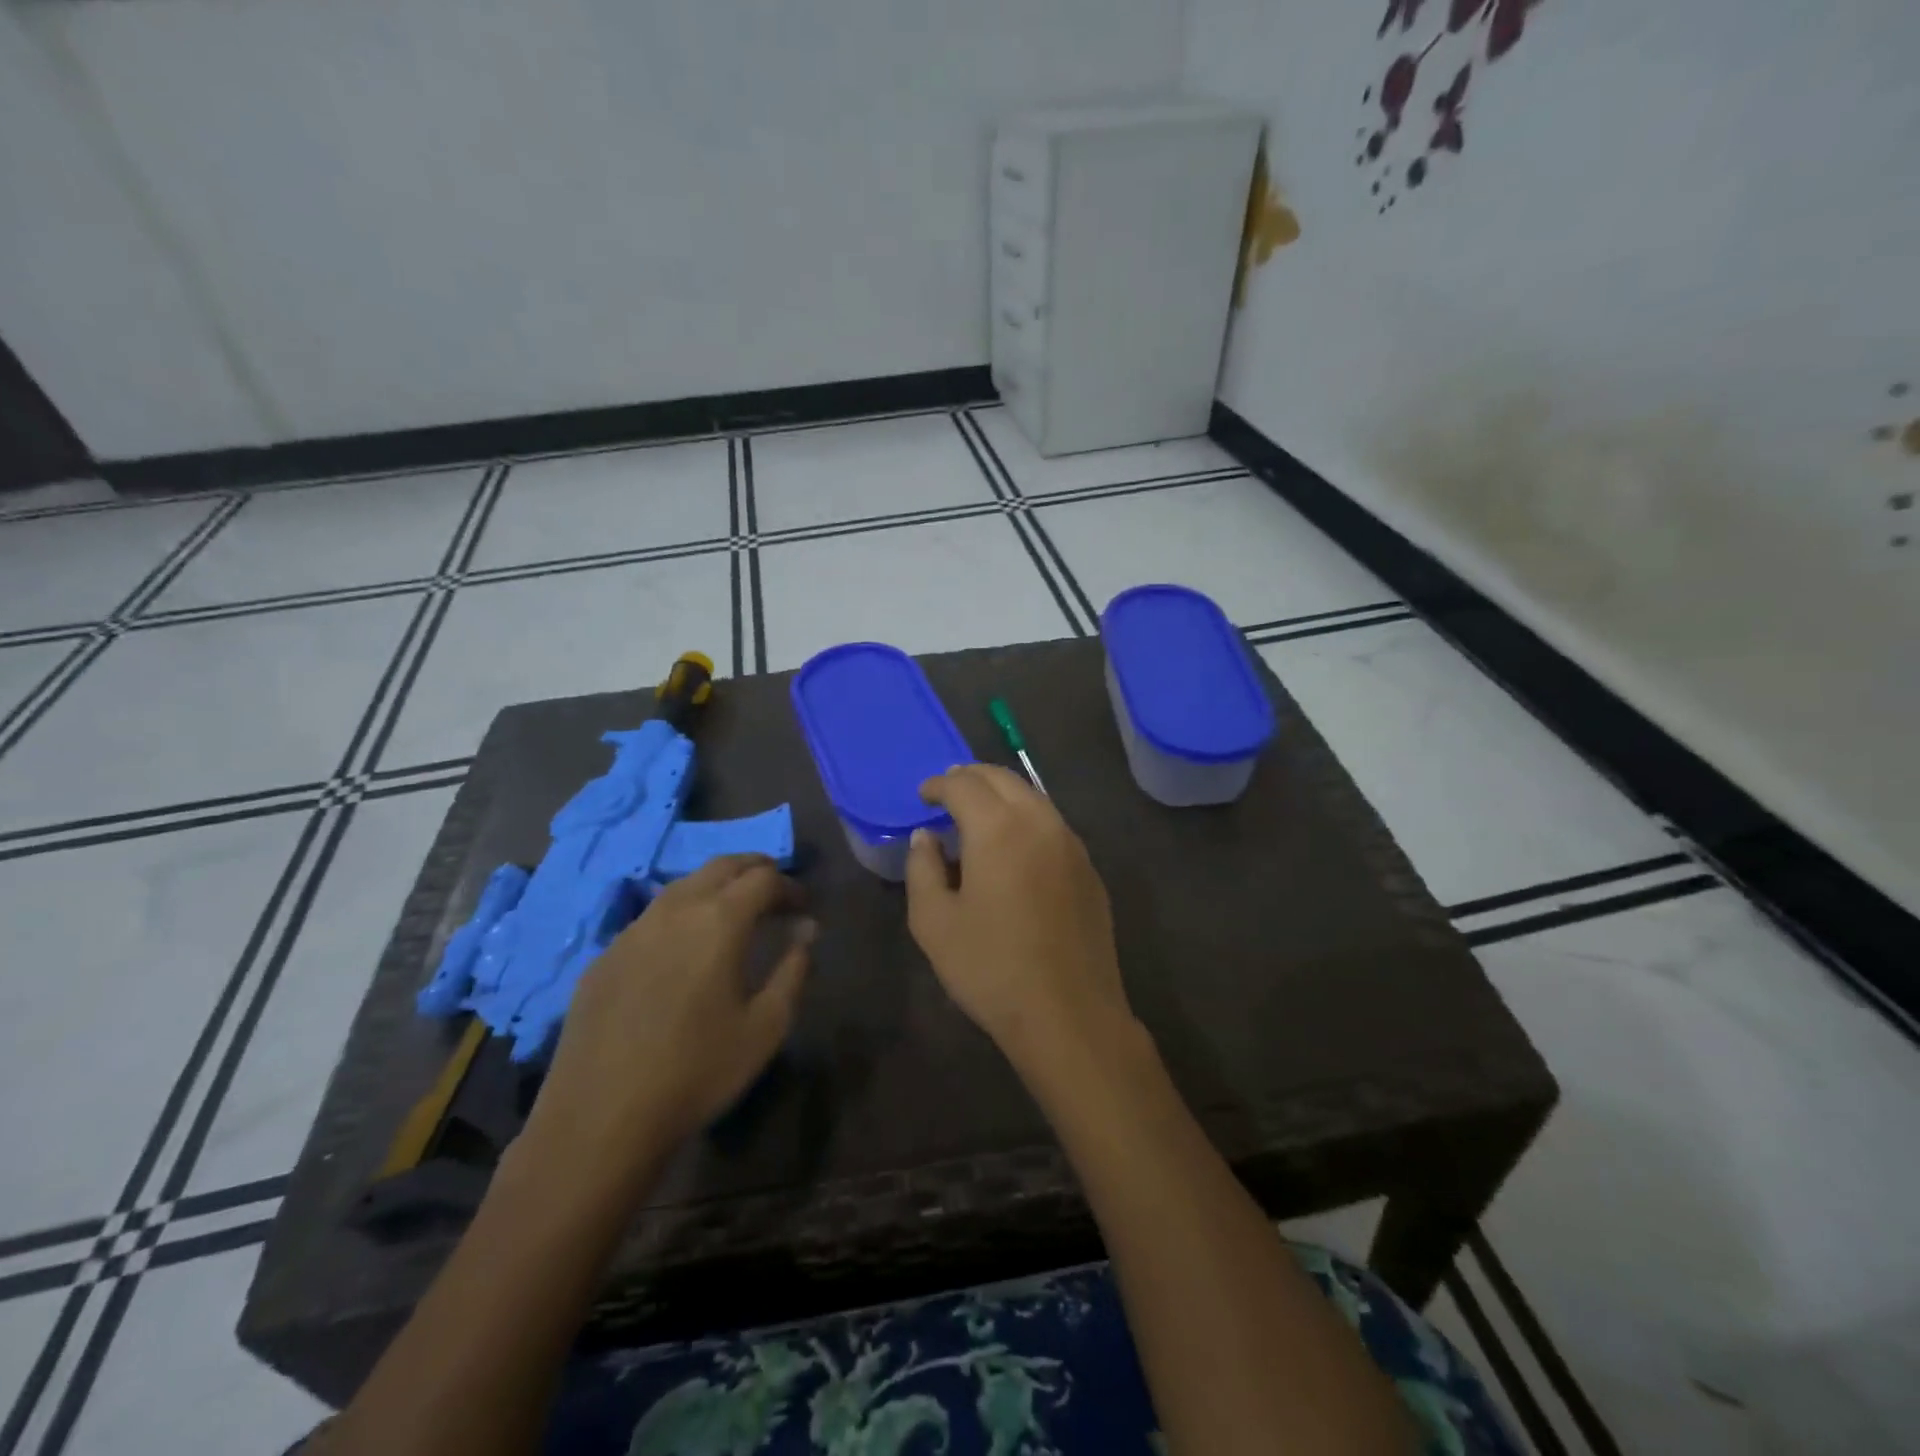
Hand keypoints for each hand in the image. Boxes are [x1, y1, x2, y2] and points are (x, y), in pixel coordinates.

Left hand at [521, 855, 812, 1190]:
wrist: (600, 1119)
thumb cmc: (698, 1071)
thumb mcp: (766, 1026)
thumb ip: (794, 970)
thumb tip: (806, 931)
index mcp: (719, 920)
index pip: (764, 878)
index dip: (790, 887)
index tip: (804, 908)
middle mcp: (675, 910)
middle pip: (721, 866)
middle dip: (755, 870)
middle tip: (775, 891)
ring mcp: (633, 930)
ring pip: (683, 886)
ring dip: (716, 887)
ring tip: (734, 914)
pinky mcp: (605, 956)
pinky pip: (653, 917)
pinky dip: (682, 914)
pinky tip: (684, 950)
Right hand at [905, 765, 1133, 1062]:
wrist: (1069, 1014)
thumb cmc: (991, 968)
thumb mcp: (934, 922)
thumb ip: (922, 868)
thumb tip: (926, 837)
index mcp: (999, 828)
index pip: (964, 784)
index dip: (938, 784)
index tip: (923, 795)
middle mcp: (1040, 822)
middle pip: (1003, 778)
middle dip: (971, 778)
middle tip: (948, 792)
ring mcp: (1071, 844)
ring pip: (1033, 797)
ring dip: (1002, 795)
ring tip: (978, 814)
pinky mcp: (1089, 869)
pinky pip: (1052, 825)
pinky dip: (1026, 819)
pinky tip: (1014, 848)